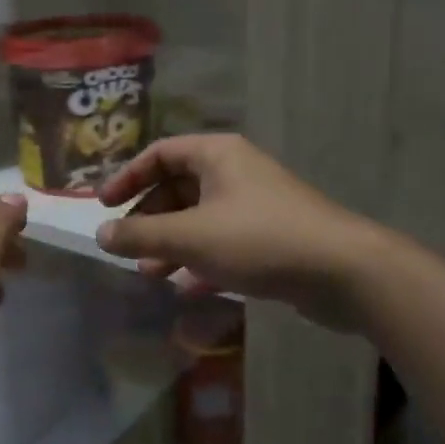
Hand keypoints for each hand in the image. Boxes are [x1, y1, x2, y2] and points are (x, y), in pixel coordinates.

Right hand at [96, 134, 389, 332]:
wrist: (344, 272)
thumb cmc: (259, 239)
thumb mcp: (190, 236)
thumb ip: (140, 234)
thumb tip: (100, 234)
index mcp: (216, 156)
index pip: (160, 154)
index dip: (127, 177)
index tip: (104, 205)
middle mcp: (235, 173)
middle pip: (177, 188)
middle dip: (149, 219)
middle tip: (128, 245)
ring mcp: (255, 206)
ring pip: (199, 219)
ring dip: (171, 244)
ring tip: (150, 273)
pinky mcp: (270, 238)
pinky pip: (223, 244)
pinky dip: (201, 262)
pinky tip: (187, 289)